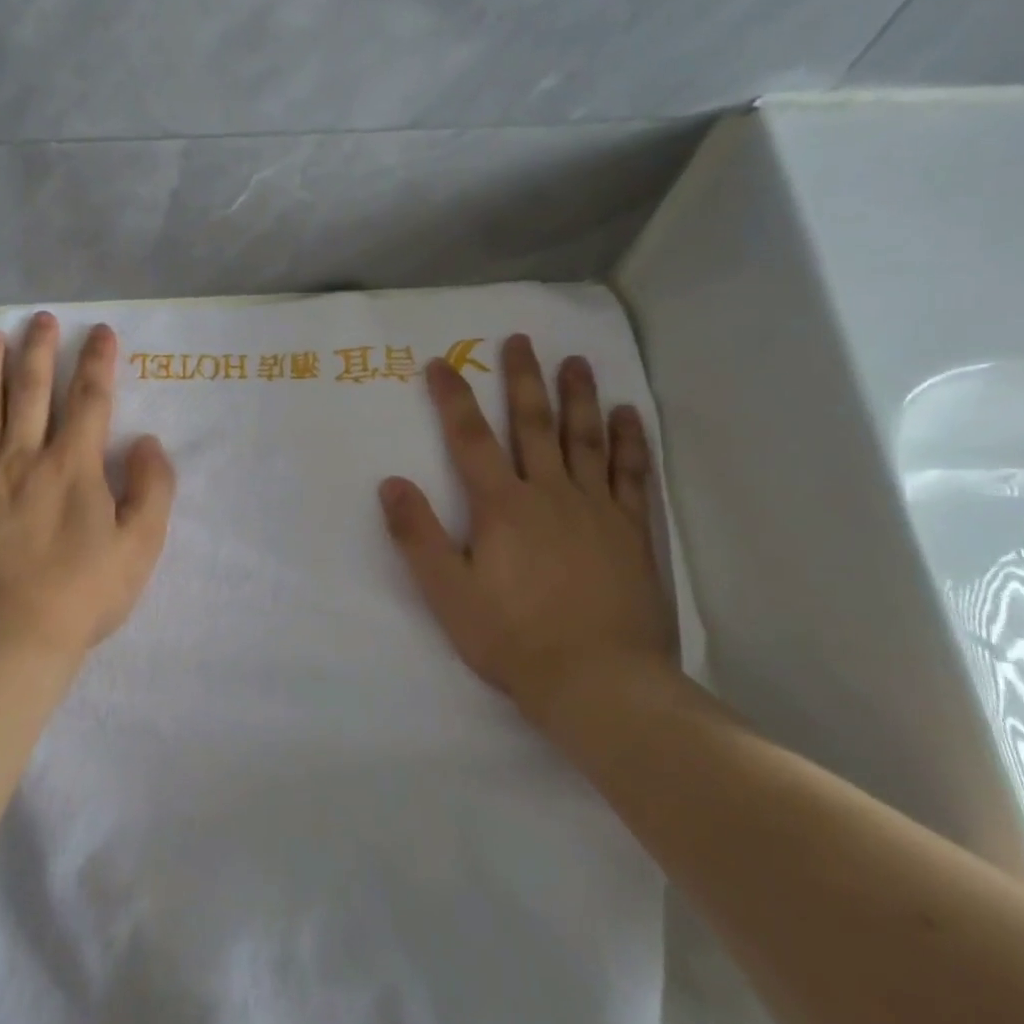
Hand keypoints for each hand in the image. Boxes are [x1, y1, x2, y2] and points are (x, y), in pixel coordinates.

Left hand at [0, 314, 176, 666]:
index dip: (98, 361)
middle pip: (33, 390)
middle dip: (41, 349)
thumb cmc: (81, 595)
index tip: (101, 331)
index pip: (91, 398)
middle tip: (42, 318)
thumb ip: (153, 489)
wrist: (5, 640)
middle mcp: (26, 457)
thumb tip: (148, 443)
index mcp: (74, 466)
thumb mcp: (140, 547)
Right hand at [379, 335, 680, 752]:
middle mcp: (550, 493)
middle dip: (522, 379)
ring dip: (578, 396)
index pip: (469, 438)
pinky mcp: (633, 531)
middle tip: (519, 340)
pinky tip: (627, 415)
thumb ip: (417, 536)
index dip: (452, 398)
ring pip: (585, 439)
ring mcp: (597, 509)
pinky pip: (632, 475)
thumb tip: (390, 483)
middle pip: (533, 424)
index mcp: (502, 506)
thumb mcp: (447, 594)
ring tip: (576, 361)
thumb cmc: (514, 639)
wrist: (600, 682)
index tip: (441, 363)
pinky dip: (629, 441)